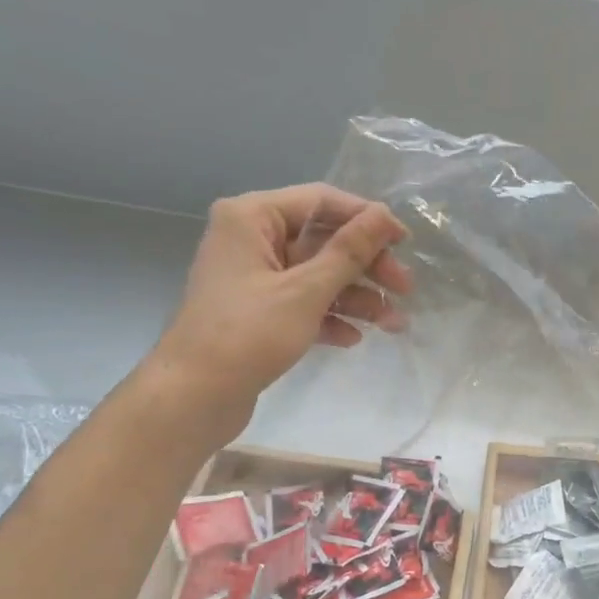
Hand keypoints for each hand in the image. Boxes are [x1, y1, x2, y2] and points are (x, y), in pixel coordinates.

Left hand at [151, 183, 411, 429]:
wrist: (193, 397)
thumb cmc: (248, 334)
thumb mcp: (306, 291)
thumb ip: (350, 251)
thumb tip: (386, 216)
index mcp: (252, 217)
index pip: (322, 201)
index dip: (367, 218)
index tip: (405, 243)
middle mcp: (251, 239)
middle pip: (322, 241)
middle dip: (366, 266)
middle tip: (405, 290)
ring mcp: (253, 278)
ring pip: (316, 276)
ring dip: (355, 297)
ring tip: (392, 324)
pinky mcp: (257, 312)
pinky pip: (302, 303)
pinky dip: (329, 317)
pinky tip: (352, 338)